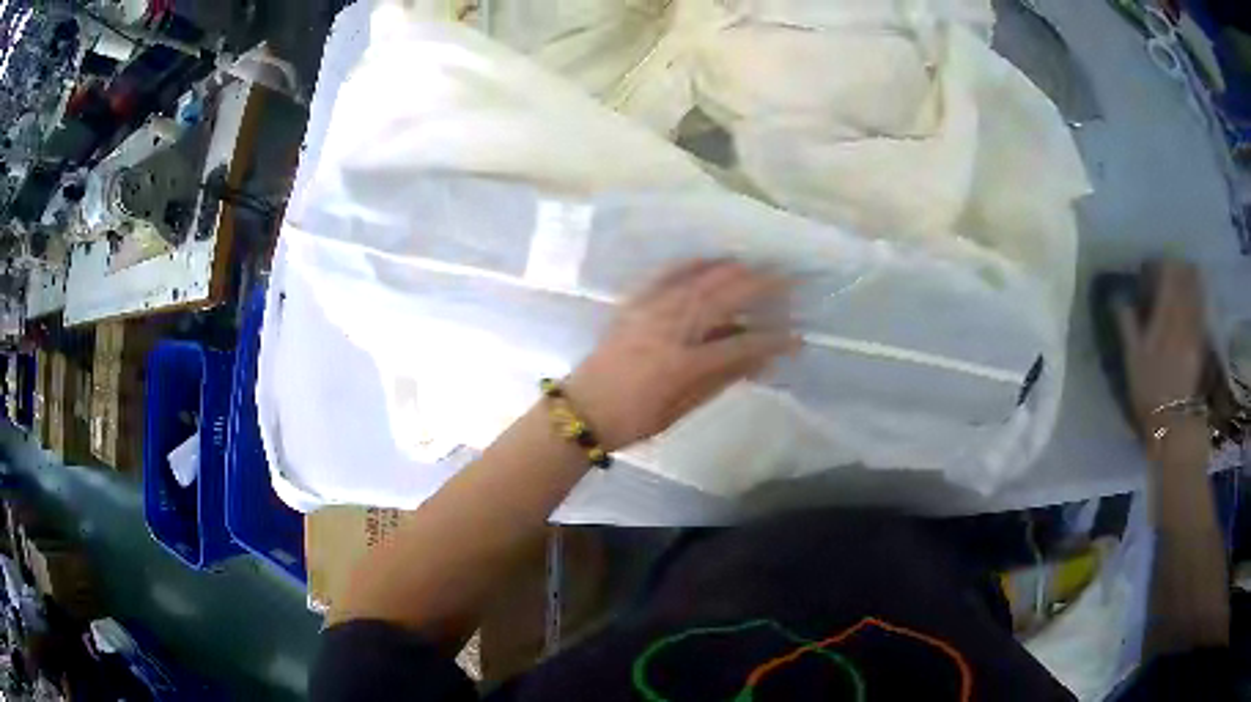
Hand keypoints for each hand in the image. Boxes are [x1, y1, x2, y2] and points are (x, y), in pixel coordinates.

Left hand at [564, 260, 798, 451]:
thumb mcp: (682, 408)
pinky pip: (665, 276)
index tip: (796, 338)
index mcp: (684, 364)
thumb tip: (760, 359)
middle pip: (723, 298)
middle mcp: (670, 330)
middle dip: (759, 286)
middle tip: (786, 280)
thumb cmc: (635, 420)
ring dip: (730, 270)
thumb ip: (722, 379)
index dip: (772, 341)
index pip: (741, 346)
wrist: (582, 410)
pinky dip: (691, 265)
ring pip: (697, 280)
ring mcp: (649, 312)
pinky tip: (709, 261)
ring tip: (755, 267)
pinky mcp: (633, 305)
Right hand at [1114, 260, 1207, 445]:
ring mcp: (1194, 330)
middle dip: (1178, 269)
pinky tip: (1196, 299)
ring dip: (1191, 281)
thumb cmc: (1149, 392)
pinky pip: (1201, 311)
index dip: (1161, 265)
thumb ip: (1127, 325)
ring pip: (1195, 293)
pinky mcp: (1201, 342)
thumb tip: (1119, 299)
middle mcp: (1181, 318)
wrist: (1173, 424)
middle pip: (1184, 281)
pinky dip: (1199, 300)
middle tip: (1171, 266)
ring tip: (1186, 274)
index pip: (1167, 277)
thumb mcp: (1132, 360)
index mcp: (1163, 317)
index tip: (1153, 265)